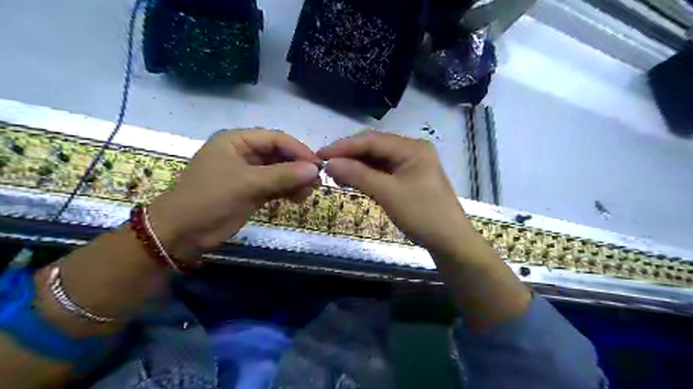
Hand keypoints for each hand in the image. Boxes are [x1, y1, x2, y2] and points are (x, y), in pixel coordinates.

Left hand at [149, 127, 318, 258]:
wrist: (182, 233)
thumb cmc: (210, 199)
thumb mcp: (248, 184)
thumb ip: (283, 175)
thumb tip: (314, 169)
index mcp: (237, 141)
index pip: (275, 139)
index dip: (298, 150)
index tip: (317, 165)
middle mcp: (245, 153)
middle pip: (280, 155)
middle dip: (298, 167)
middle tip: (317, 182)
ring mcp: (249, 173)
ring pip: (280, 171)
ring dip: (296, 180)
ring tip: (308, 193)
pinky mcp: (252, 191)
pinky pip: (276, 186)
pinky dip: (288, 191)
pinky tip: (298, 198)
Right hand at [318, 131, 470, 254]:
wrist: (449, 241)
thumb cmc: (422, 214)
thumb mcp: (388, 193)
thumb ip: (358, 175)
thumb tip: (330, 163)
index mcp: (412, 148)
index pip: (372, 140)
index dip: (344, 146)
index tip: (320, 154)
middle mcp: (412, 150)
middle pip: (374, 147)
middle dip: (349, 155)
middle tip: (326, 166)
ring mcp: (411, 164)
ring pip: (377, 159)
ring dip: (357, 165)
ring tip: (335, 174)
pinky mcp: (409, 178)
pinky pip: (383, 171)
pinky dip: (367, 175)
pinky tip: (353, 179)